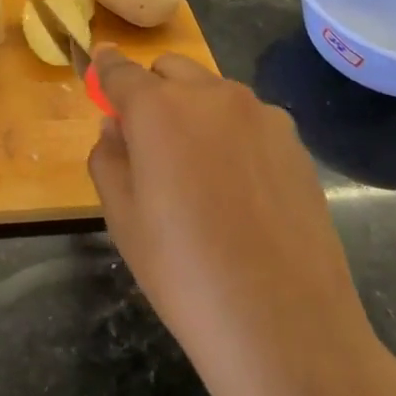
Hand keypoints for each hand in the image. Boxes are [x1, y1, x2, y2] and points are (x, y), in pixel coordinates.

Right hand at [87, 49, 390, 395]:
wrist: (284, 325)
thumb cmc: (184, 272)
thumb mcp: (123, 219)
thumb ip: (109, 158)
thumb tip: (117, 127)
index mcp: (158, 109)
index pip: (120, 71)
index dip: (106, 71)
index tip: (100, 71)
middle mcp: (211, 95)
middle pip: (170, 70)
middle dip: (153, 92)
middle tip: (151, 144)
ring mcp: (261, 115)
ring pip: (213, 93)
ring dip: (196, 111)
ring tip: (202, 174)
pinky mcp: (295, 142)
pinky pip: (250, 121)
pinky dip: (234, 135)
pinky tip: (242, 191)